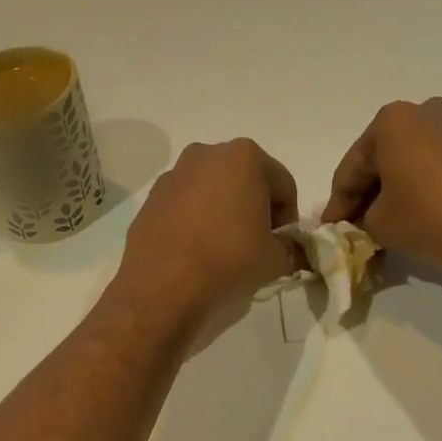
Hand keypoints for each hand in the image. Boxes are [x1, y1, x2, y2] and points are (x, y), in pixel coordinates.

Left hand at [111, 140, 305, 333]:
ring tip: (223, 247)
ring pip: (212, 190)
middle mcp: (206, 154)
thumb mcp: (275, 260)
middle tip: (255, 243)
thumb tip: (289, 249)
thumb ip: (290, 248)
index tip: (282, 244)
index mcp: (244, 157)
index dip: (288, 217)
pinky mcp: (151, 198)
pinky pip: (184, 204)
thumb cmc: (227, 261)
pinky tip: (195, 249)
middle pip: (245, 180)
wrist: (162, 286)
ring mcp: (174, 174)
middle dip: (254, 207)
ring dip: (223, 211)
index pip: (282, 185)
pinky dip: (195, 219)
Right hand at [321, 98, 441, 279]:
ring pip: (410, 165)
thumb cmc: (433, 215)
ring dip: (395, 195)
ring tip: (387, 228)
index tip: (330, 231)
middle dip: (367, 197)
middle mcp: (424, 112)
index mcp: (391, 121)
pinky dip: (422, 191)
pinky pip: (437, 169)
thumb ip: (361, 221)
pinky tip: (419, 218)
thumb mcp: (381, 225)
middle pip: (381, 161)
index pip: (350, 170)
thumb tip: (361, 223)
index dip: (337, 205)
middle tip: (356, 230)